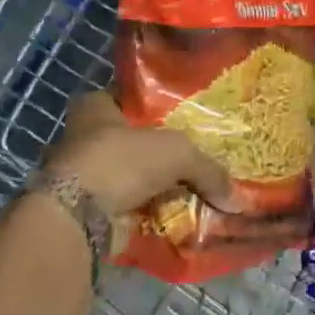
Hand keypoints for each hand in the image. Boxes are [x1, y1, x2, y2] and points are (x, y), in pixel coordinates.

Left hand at [43, 93, 232, 235]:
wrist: (78, 216)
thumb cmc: (121, 161)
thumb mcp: (176, 153)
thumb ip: (208, 170)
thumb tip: (237, 200)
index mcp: (96, 106)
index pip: (133, 98)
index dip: (160, 106)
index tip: (189, 118)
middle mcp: (85, 136)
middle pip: (134, 139)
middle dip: (161, 152)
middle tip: (198, 158)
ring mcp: (84, 174)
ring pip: (131, 176)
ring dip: (156, 186)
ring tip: (194, 192)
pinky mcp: (87, 208)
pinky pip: (127, 206)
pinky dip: (147, 212)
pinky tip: (176, 217)